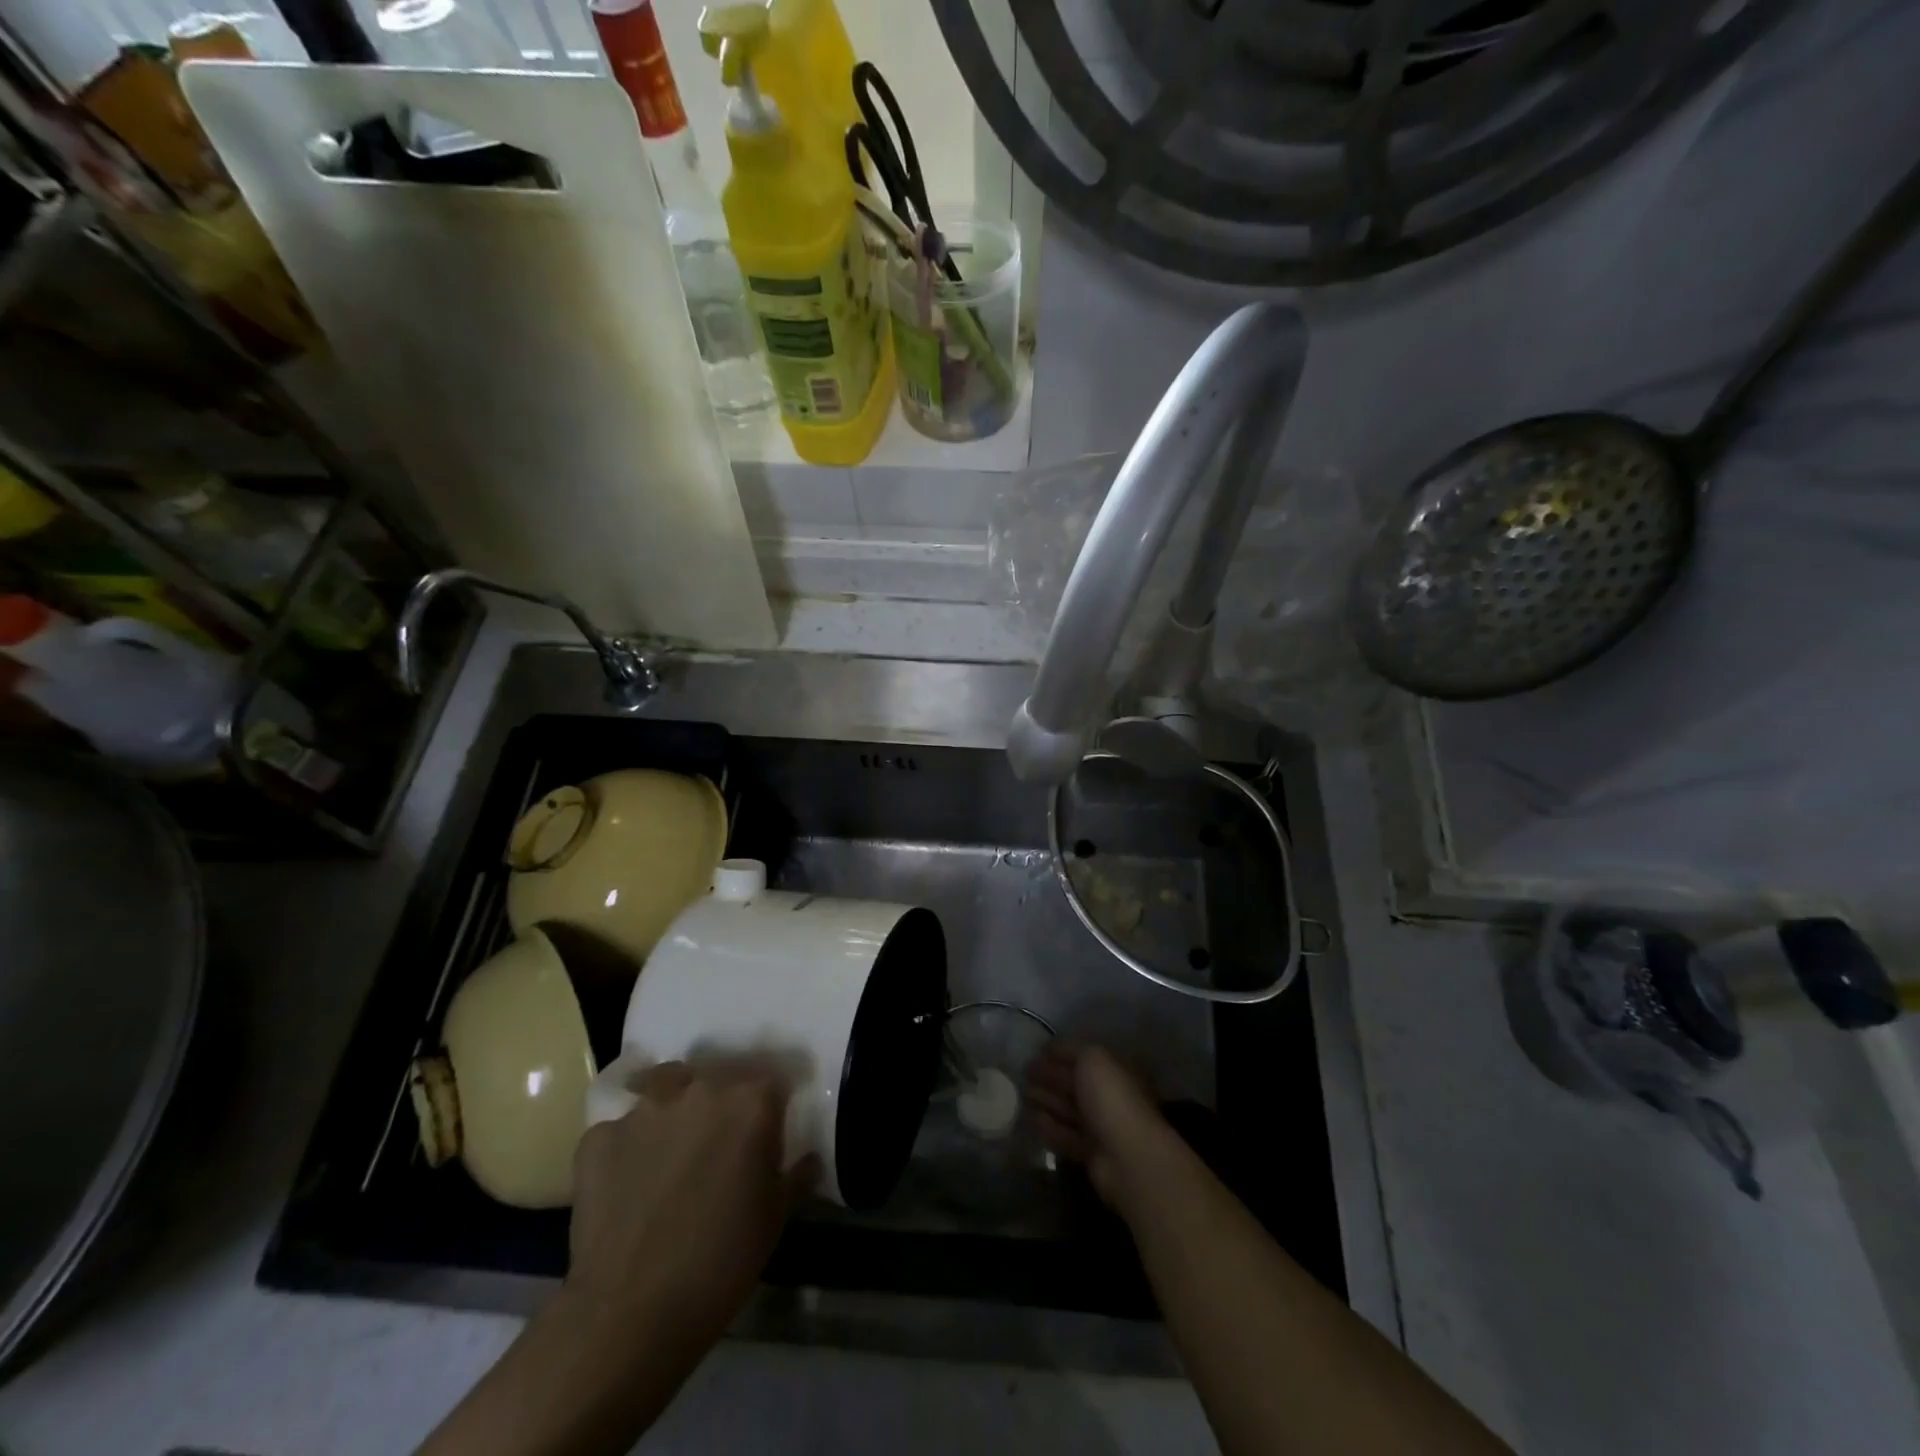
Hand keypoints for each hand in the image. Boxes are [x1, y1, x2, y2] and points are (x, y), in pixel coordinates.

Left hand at [566, 1061, 810, 1354]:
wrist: (629, 1316)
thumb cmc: (721, 1263)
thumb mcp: (775, 1218)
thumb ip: (794, 1174)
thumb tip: (807, 1158)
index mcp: (751, 1101)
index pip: (773, 1080)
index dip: (773, 1105)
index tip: (769, 1130)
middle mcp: (700, 1088)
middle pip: (719, 1075)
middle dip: (724, 1101)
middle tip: (721, 1141)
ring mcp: (645, 1109)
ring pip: (667, 1087)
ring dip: (675, 1109)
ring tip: (673, 1149)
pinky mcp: (599, 1136)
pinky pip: (621, 1128)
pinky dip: (629, 1146)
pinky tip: (629, 1182)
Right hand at [1026, 1042, 1178, 1212]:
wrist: (1128, 1156)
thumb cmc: (1111, 1098)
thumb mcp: (1093, 1059)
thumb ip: (1072, 1050)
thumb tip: (1051, 1050)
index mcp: (1113, 1070)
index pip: (1081, 1057)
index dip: (1058, 1052)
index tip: (1035, 1052)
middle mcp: (1107, 1096)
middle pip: (1073, 1082)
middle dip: (1048, 1076)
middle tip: (1022, 1073)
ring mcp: (1099, 1126)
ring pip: (1067, 1108)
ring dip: (1045, 1100)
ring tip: (1021, 1094)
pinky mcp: (1089, 1153)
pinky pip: (1064, 1135)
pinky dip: (1049, 1126)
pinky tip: (1032, 1119)